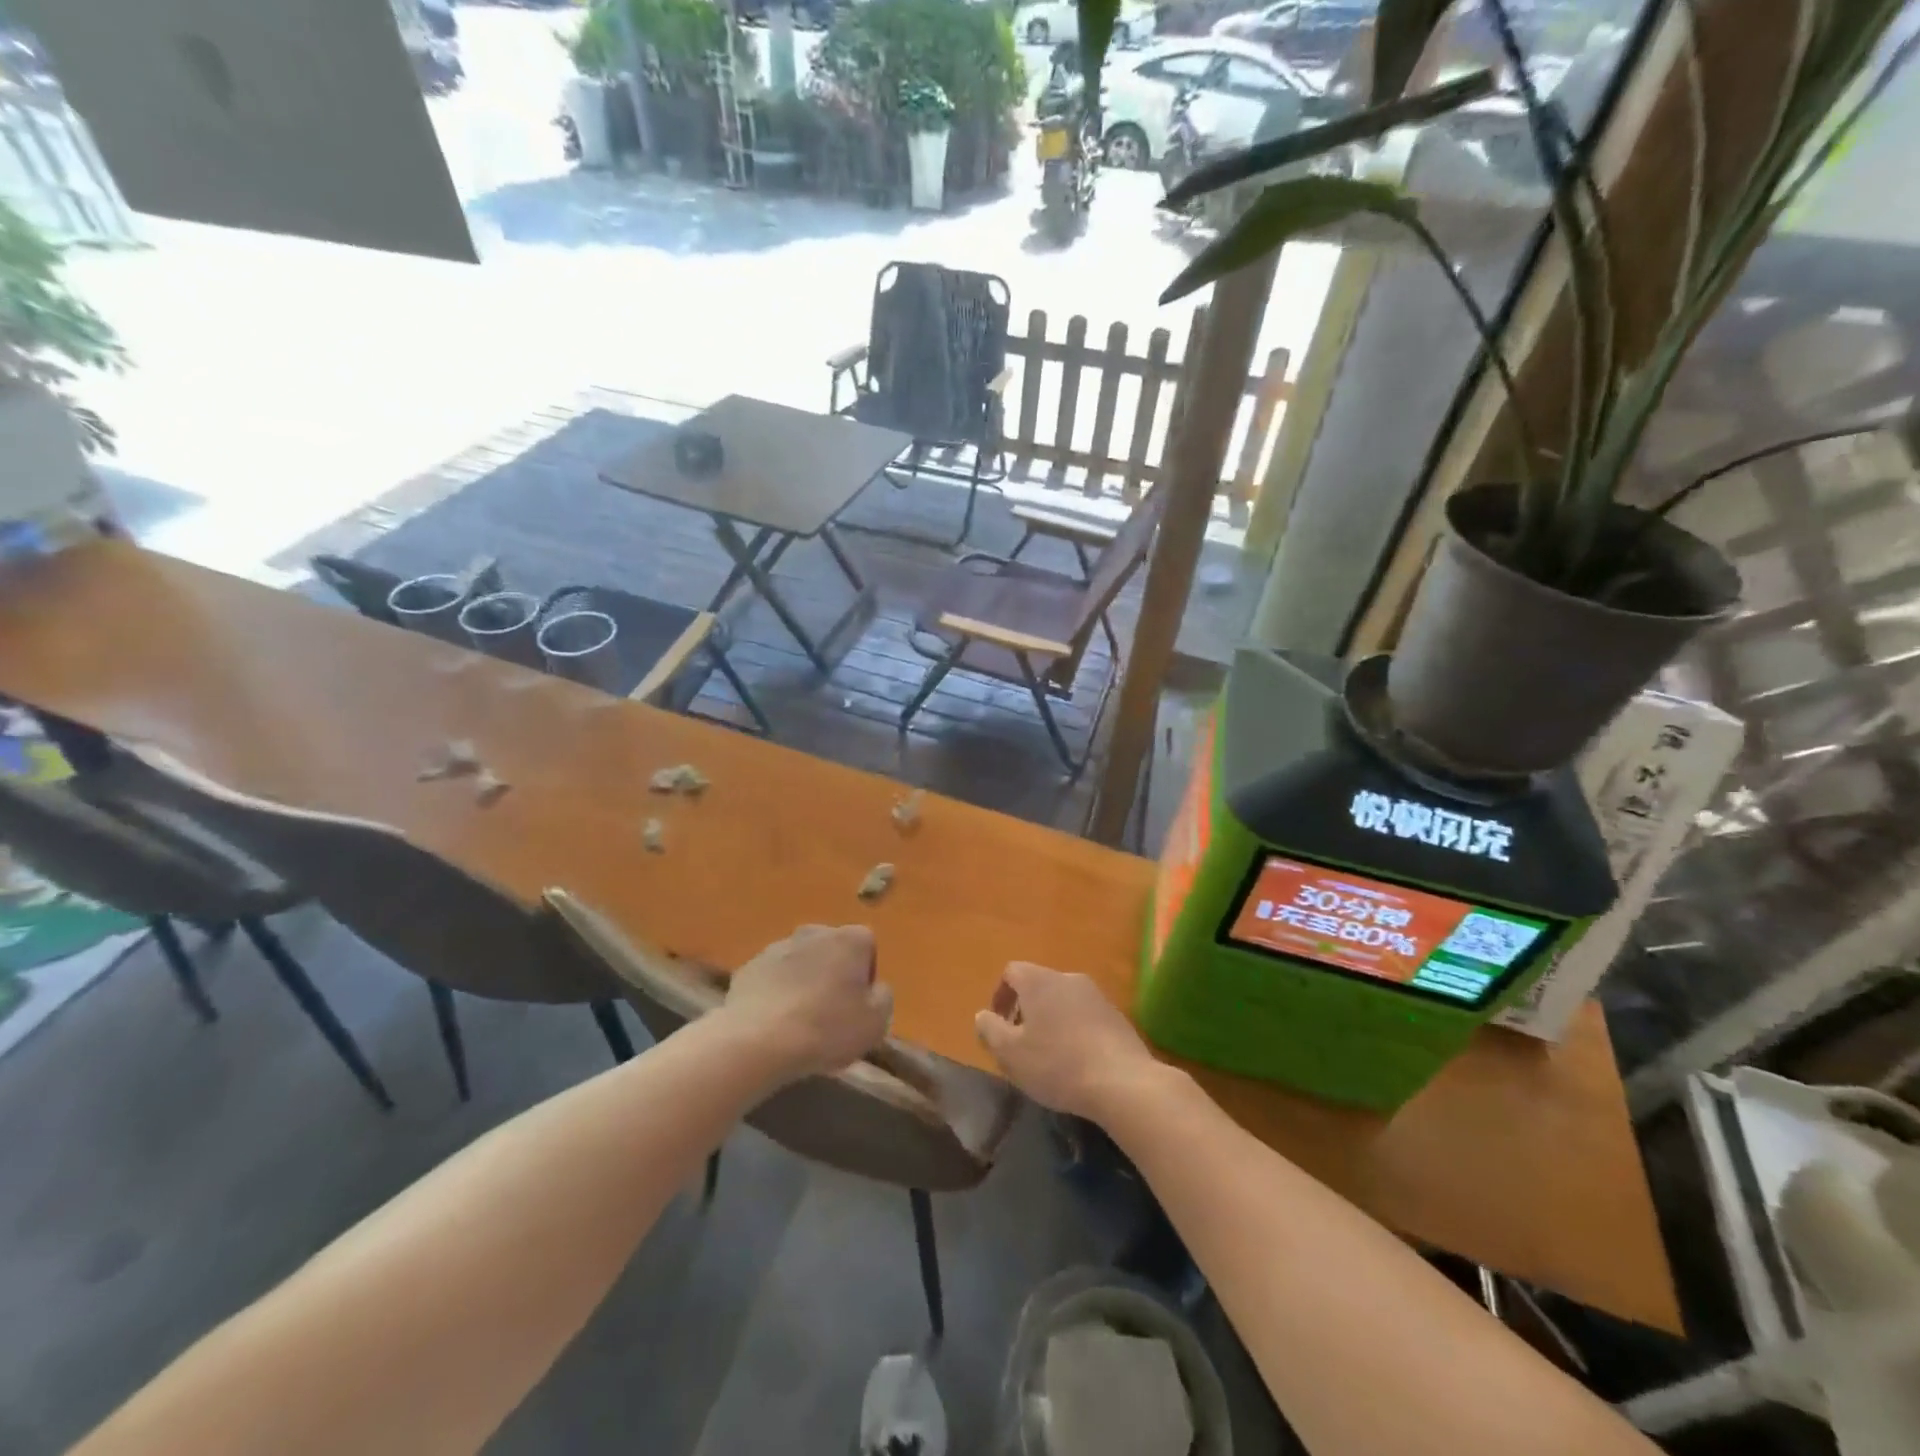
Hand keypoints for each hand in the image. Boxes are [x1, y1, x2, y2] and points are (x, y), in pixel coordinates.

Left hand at [719, 925, 891, 1080]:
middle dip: (833, 974)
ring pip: (800, 963)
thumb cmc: (827, 1028)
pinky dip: (776, 993)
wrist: (758, 1040)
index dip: (866, 975)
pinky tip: (774, 1024)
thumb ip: (883, 997)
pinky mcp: (749, 967)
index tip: (859, 1005)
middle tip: (831, 1012)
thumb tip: (875, 989)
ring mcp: (778, 947)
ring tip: (800, 1022)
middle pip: (832, 950)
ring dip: (803, 982)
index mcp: (850, 939)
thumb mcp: (876, 1022)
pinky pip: (772, 978)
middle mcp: (815, 932)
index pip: (867, 946)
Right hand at [974, 962, 1164, 1122]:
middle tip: (1021, 1043)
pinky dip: (1074, 1030)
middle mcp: (1068, 978)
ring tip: (1049, 1055)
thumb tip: (983, 1015)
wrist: (1122, 1082)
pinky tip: (1077, 1061)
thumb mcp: (1010, 1053)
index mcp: (1040, 981)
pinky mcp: (1117, 1016)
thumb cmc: (1057, 1065)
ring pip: (1063, 1000)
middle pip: (1039, 985)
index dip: (1000, 995)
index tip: (998, 1024)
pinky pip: (1086, 1015)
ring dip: (1051, 1020)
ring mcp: (1097, 995)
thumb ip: (990, 1030)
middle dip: (1026, 1010)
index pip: (1012, 972)